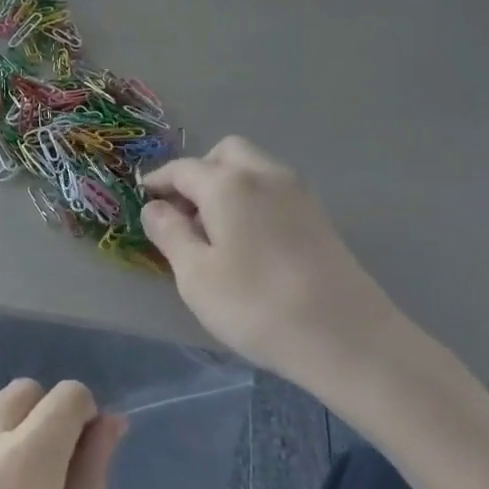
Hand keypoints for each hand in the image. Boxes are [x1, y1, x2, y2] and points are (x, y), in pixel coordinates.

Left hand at [0, 380, 124, 488]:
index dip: (83, 415)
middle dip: (44, 416)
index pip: (68, 395)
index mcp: (28, 458)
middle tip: (43, 471)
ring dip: (3, 426)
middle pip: (24, 391)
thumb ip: (94, 474)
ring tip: (0, 485)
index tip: (80, 450)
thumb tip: (109, 421)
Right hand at [142, 136, 398, 379]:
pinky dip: (252, 199)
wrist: (346, 335)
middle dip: (197, 173)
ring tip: (214, 230)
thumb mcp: (195, 275)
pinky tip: (248, 240)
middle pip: (224, 154)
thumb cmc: (256, 305)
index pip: (182, 169)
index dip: (158, 182)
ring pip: (253, 168)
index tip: (142, 200)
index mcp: (228, 183)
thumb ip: (170, 234)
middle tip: (183, 213)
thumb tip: (154, 207)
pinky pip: (273, 189)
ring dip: (226, 184)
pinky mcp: (318, 214)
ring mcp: (297, 192)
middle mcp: (264, 174)